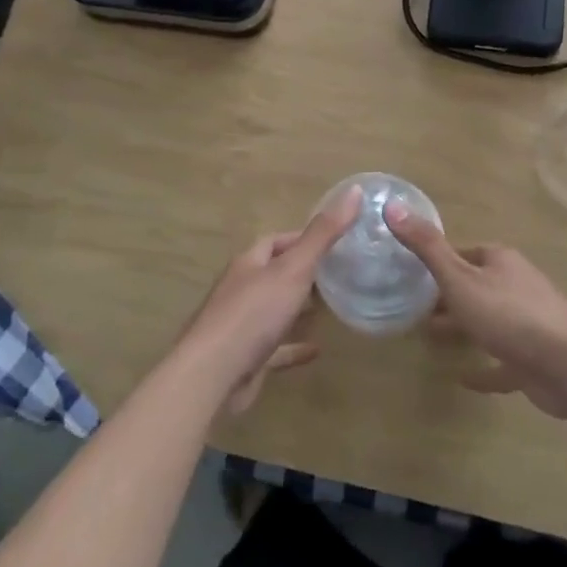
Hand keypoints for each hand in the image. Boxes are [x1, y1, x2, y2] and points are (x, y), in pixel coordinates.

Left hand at [179, 185, 362, 413]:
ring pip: (274, 309)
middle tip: (339, 273)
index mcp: (249, 263)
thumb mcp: (294, 269)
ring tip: (332, 306)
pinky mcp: (247, 358)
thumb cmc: (253, 314)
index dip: (303, 238)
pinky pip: (276, 347)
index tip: (334, 241)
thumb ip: (323, 234)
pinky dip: (295, 345)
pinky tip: (317, 349)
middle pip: (274, 273)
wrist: (212, 376)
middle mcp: (242, 289)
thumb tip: (354, 190)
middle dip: (303, 272)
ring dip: (298, 308)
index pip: (275, 241)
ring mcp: (242, 325)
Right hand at [387, 205, 566, 418]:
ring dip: (463, 326)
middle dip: (447, 295)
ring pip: (489, 319)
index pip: (463, 253)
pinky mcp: (535, 357)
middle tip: (415, 308)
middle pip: (475, 285)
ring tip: (431, 337)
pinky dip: (484, 367)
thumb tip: (392, 206)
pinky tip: (463, 379)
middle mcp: (517, 284)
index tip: (410, 275)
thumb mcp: (459, 278)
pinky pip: (503, 360)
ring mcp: (529, 322)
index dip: (438, 262)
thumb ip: (426, 247)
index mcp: (500, 261)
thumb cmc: (509, 315)